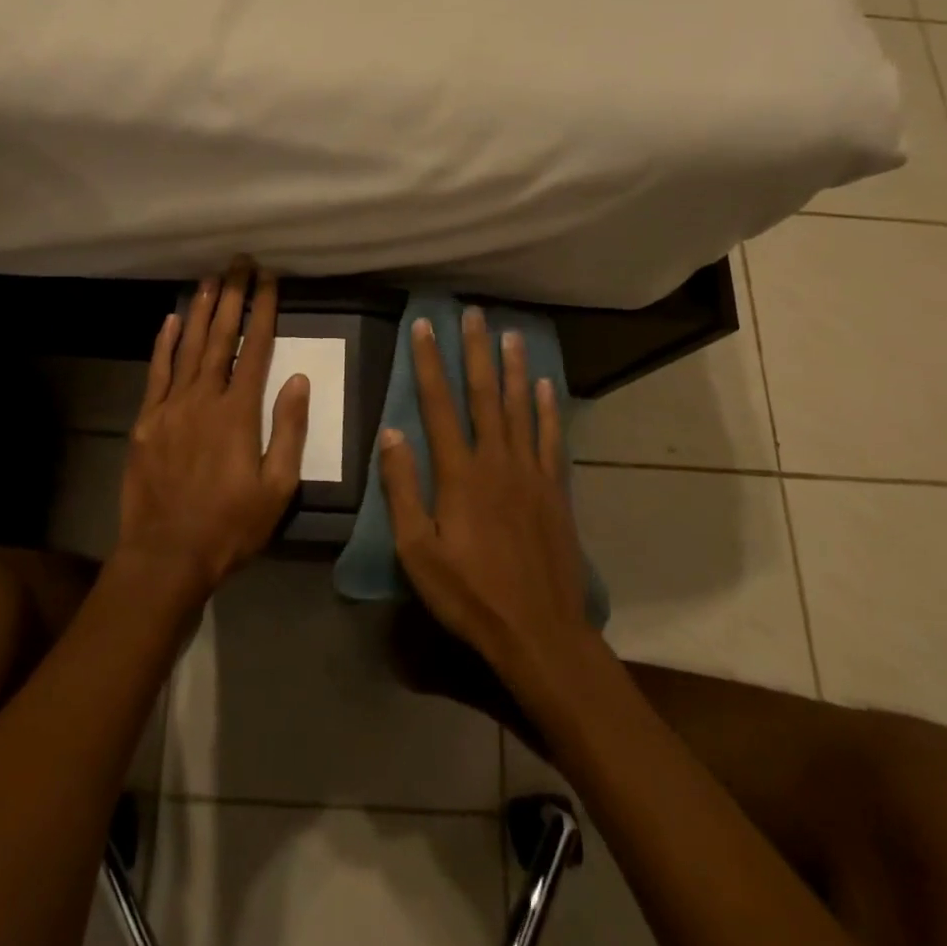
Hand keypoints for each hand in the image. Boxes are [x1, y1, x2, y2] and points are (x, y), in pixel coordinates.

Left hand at [115, 258, 307, 604]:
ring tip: (210, 278)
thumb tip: (297, 379)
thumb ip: (287, 430)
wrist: (166, 554)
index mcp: (238, 412)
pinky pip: (156, 372)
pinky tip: (170, 320)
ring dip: (200, 310)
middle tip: (238, 263)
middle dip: (232, 296)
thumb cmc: (230, 525)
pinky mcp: (146, 420)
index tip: (270, 279)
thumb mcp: (277, 487)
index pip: (256, 348)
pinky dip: (163, 344)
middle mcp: (203, 398)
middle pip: (220, 337)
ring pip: (187, 347)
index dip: (264, 310)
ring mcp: (170, 407)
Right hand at [380, 308, 596, 686]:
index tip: (424, 326)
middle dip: (476, 351)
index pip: (438, 405)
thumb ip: (402, 489)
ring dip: (513, 368)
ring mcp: (531, 473)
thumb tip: (391, 433)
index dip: (430, 363)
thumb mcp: (417, 550)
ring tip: (510, 334)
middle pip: (484, 395)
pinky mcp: (555, 490)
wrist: (539, 632)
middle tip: (473, 313)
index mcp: (460, 474)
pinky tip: (545, 385)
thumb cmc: (469, 594)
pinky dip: (548, 409)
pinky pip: (551, 439)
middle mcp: (497, 461)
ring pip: (520, 408)